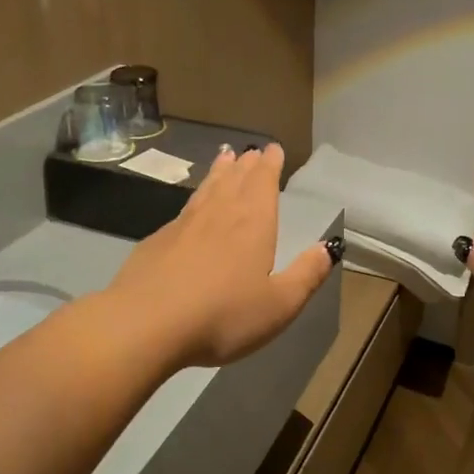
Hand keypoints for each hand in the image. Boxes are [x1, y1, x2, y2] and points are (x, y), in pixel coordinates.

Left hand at [106, 142, 335, 369]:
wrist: (146, 324)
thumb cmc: (223, 316)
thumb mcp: (279, 305)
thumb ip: (306, 275)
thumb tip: (327, 247)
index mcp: (253, 224)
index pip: (263, 182)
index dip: (270, 164)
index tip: (273, 149)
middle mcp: (219, 214)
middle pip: (235, 180)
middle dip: (246, 164)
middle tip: (251, 151)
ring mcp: (184, 225)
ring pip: (207, 189)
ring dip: (219, 172)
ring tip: (224, 157)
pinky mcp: (157, 241)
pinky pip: (184, 209)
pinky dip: (195, 197)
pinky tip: (192, 208)